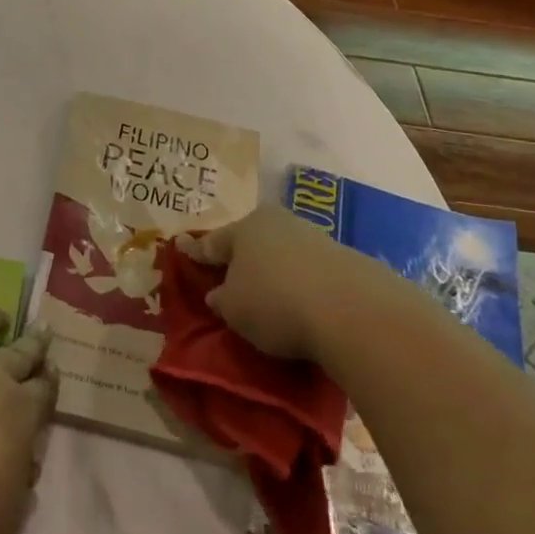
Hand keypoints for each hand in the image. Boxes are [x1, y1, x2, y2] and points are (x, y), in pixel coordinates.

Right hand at [180, 204, 351, 360]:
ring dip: (274, 270)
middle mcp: (278, 223)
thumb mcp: (234, 309)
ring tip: (269, 294)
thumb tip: (218, 294)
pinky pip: (310, 271)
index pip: (213, 242)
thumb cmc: (276, 302)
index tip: (182, 247)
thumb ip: (222, 299)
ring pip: (282, 253)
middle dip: (240, 257)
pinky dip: (301, 283)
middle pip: (251, 242)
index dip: (196, 251)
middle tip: (228, 275)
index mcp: (245, 227)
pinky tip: (302, 302)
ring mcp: (314, 238)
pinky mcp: (345, 260)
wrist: (352, 310)